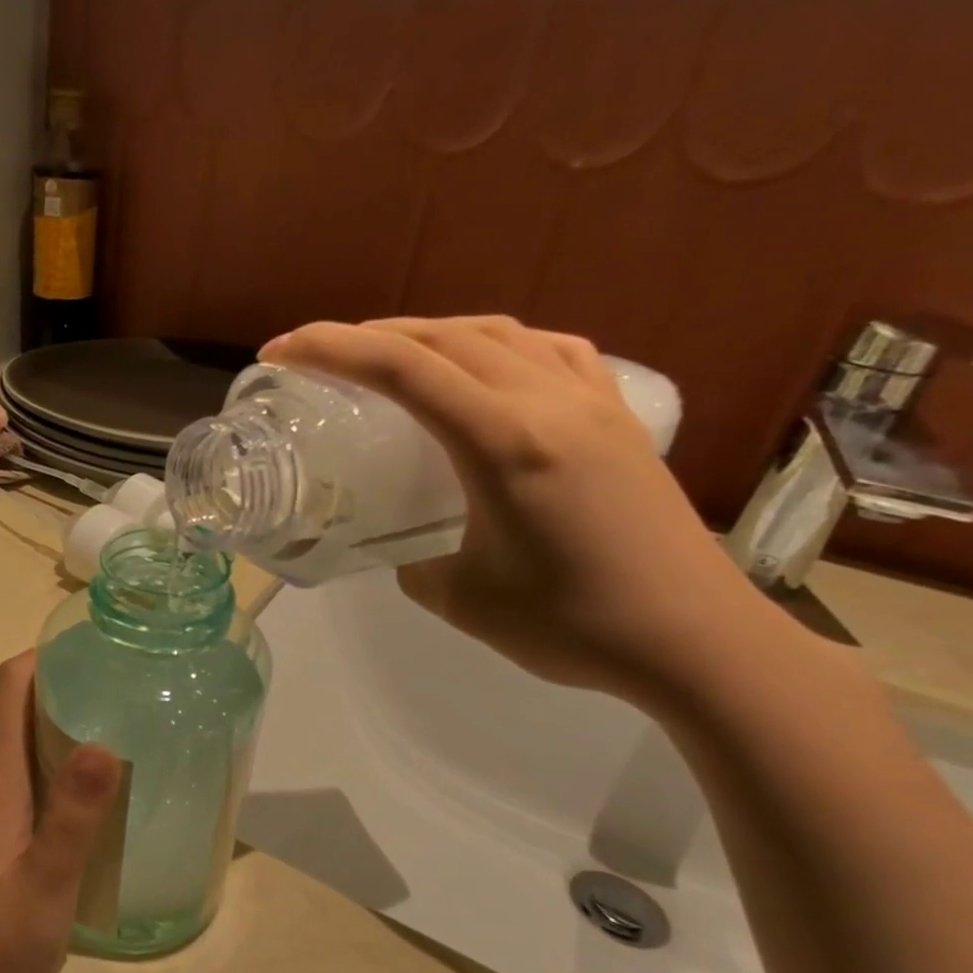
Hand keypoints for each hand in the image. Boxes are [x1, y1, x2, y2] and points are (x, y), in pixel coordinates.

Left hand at [0, 652, 121, 972]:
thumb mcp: (49, 891)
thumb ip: (76, 813)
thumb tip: (100, 740)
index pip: (10, 688)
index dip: (45, 665)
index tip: (84, 668)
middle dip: (45, 728)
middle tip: (93, 756)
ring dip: (19, 774)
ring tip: (60, 811)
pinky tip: (5, 853)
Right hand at [267, 316, 798, 709]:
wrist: (693, 640)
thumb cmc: (570, 625)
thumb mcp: (457, 597)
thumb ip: (411, 557)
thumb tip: (400, 540)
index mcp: (502, 441)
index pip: (400, 368)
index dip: (329, 349)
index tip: (279, 352)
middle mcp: (547, 401)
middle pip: (442, 336)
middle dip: (368, 335)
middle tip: (319, 357)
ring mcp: (591, 401)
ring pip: (496, 333)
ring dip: (429, 334)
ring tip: (390, 356)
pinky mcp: (619, 417)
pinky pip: (549, 351)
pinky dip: (497, 345)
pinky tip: (485, 366)